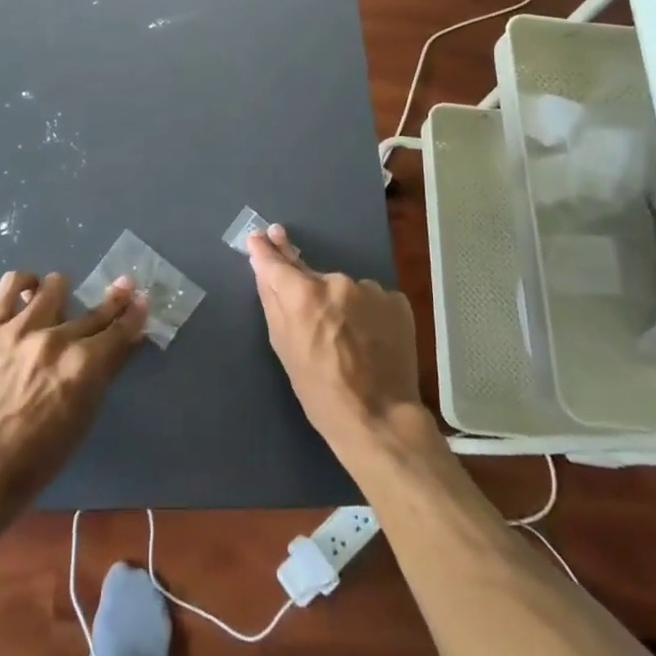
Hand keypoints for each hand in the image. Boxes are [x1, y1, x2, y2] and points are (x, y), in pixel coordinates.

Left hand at [0, 270, 147, 525]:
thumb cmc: (39, 454)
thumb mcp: (84, 415)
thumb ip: (106, 370)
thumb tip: (127, 338)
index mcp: (83, 366)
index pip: (118, 329)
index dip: (134, 313)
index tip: (141, 300)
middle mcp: (56, 339)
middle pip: (93, 310)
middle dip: (114, 299)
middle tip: (123, 287)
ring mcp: (20, 328)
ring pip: (54, 286)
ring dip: (64, 294)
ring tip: (60, 303)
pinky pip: (11, 284)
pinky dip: (25, 283)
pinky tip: (30, 292)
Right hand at [245, 225, 428, 466]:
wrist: (382, 420)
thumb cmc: (321, 392)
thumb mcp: (284, 348)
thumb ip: (272, 300)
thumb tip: (261, 264)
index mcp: (303, 294)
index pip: (276, 262)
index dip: (266, 249)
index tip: (260, 236)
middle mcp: (337, 281)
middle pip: (314, 277)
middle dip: (309, 292)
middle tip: (315, 323)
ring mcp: (370, 289)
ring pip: (345, 290)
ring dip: (342, 305)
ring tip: (349, 341)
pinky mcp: (396, 300)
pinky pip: (372, 300)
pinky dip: (368, 314)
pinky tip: (371, 340)